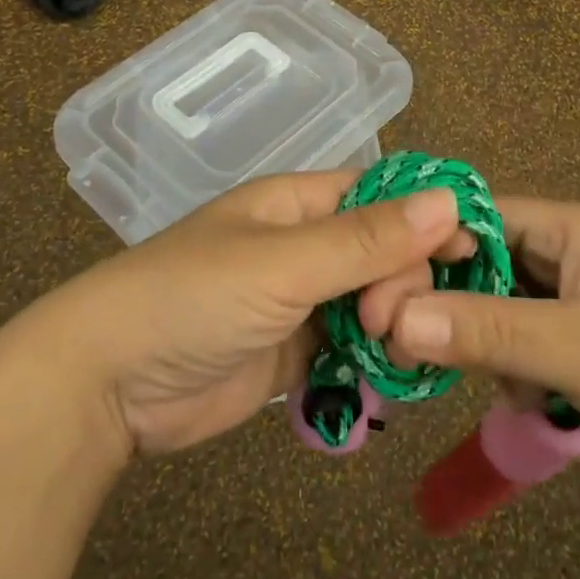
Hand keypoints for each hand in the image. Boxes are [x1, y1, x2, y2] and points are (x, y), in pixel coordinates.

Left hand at [24, 171, 467, 455]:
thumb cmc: (193, 297)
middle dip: (402, 283)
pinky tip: (390, 379)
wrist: (110, 381)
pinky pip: (351, 348)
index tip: (469, 256)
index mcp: (297, 204)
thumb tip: (448, 200)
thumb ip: (365, 239)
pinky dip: (374, 361)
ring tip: (391, 354)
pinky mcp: (293, 353)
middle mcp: (304, 246)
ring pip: (373, 302)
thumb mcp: (283, 263)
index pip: (381, 197)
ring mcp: (299, 301)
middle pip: (385, 253)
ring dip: (393, 325)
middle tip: (386, 322)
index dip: (427, 218)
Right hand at [367, 198, 579, 501]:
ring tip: (480, 381)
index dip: (423, 251)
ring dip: (480, 339)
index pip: (472, 218)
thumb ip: (485, 330)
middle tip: (404, 350)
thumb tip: (391, 317)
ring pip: (499, 304)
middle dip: (445, 302)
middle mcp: (568, 250)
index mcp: (568, 227)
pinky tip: (527, 400)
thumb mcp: (579, 350)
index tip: (379, 299)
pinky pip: (527, 337)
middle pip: (480, 261)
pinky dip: (513, 364)